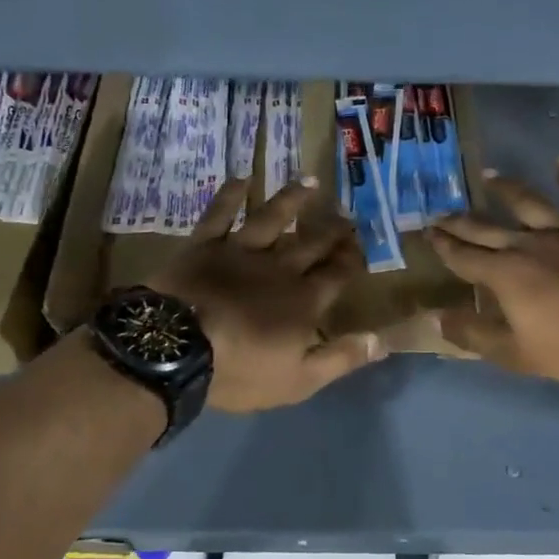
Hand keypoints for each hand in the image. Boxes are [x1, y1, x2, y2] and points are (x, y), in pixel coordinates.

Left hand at [149, 176, 385, 412]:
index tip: (362, 248)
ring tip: (310, 182)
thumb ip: (341, 358)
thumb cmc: (239, 370)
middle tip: (347, 216)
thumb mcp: (299, 379)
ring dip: (293, 199)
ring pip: (273, 218)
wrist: (176, 349)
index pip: (337, 275)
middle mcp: (279, 268)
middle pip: (312, 244)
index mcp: (303, 301)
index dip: (352, 261)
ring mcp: (241, 251)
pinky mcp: (205, 245)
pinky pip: (220, 213)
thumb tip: (382, 340)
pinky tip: (241, 179)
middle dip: (333, 231)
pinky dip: (230, 195)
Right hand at [426, 161, 558, 387]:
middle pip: (486, 228)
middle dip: (460, 221)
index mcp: (505, 274)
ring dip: (506, 188)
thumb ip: (473, 335)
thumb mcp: (517, 353)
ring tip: (489, 176)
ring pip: (527, 202)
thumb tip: (434, 319)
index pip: (463, 257)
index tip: (427, 232)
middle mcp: (527, 244)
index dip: (443, 246)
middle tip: (441, 212)